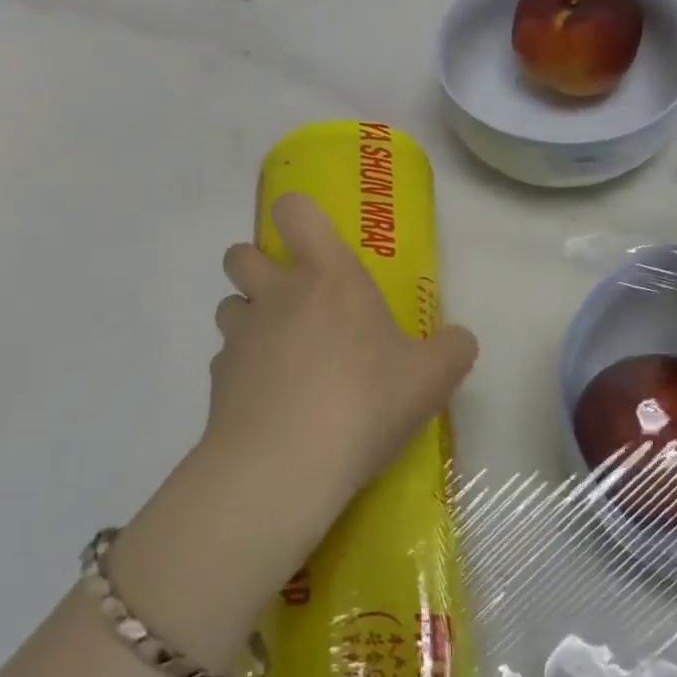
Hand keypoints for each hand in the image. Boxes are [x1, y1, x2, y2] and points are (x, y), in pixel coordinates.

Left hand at [207, 192, 478, 520]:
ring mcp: (240, 335)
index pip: (295, 211)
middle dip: (258, 265)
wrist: (285, 465)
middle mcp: (276, 294)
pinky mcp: (217, 378)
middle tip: (293, 299)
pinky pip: (226, 359)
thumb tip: (460, 340)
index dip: (297, 214)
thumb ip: (453, 350)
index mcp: (327, 276)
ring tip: (279, 353)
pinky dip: (242, 371)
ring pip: (229, 304)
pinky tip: (268, 402)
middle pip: (241, 253)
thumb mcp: (431, 378)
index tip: (311, 238)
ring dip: (248, 317)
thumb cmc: (363, 401)